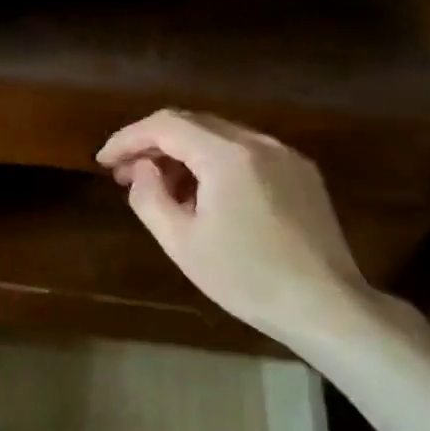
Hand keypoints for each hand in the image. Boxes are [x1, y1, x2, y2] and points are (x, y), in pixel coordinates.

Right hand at [96, 110, 369, 345]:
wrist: (325, 306)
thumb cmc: (247, 278)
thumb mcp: (182, 243)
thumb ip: (149, 197)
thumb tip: (142, 170)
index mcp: (228, 154)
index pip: (165, 125)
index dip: (128, 138)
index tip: (103, 161)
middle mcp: (259, 142)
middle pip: (193, 124)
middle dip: (154, 145)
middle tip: (125, 175)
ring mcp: (286, 155)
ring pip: (221, 138)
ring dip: (185, 155)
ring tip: (162, 190)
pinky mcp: (302, 174)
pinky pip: (247, 154)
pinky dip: (215, 164)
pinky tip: (205, 197)